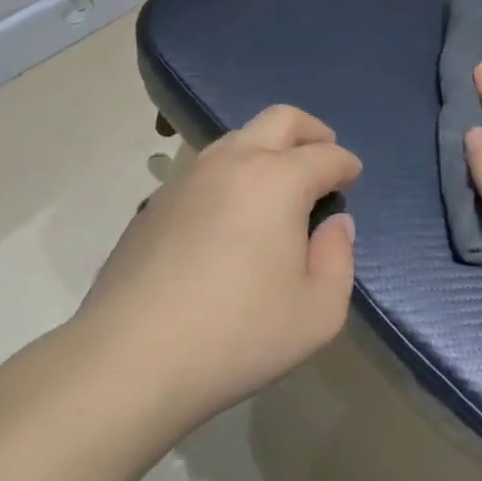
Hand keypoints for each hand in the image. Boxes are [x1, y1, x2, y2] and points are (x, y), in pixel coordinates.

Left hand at [80, 106, 360, 427]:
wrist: (129, 360)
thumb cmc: (237, 335)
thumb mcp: (319, 311)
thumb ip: (339, 258)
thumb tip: (334, 224)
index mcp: (277, 180)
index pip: (326, 155)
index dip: (347, 165)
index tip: (352, 180)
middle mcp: (232, 163)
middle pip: (281, 120)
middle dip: (311, 132)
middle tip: (323, 156)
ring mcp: (187, 178)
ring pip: (237, 138)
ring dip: (267, 149)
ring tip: (278, 188)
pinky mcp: (155, 203)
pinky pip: (205, 169)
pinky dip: (232, 175)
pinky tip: (230, 218)